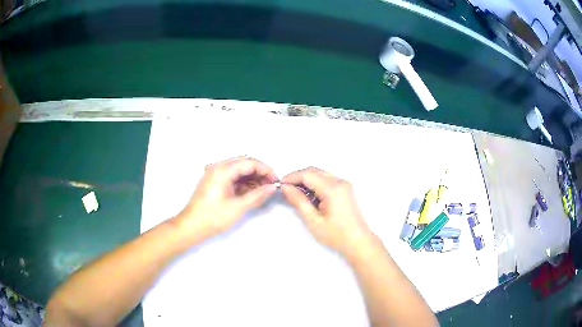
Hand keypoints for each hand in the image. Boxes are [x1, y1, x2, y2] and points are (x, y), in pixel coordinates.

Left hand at [176, 157, 277, 240]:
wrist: (191, 226)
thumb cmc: (213, 217)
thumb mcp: (238, 207)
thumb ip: (257, 195)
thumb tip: (272, 187)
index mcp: (223, 170)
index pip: (250, 162)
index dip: (266, 170)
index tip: (275, 181)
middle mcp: (218, 167)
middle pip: (244, 163)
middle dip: (259, 172)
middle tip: (270, 185)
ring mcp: (214, 173)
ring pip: (238, 169)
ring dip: (251, 177)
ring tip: (262, 190)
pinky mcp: (213, 180)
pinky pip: (232, 176)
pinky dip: (242, 182)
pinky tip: (250, 192)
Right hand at [281, 167, 374, 257]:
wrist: (359, 242)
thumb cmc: (336, 235)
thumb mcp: (313, 220)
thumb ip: (299, 201)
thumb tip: (286, 187)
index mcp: (332, 188)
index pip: (307, 174)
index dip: (291, 177)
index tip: (280, 185)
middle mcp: (340, 181)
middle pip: (314, 171)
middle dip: (298, 177)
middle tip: (286, 189)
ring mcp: (344, 184)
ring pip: (320, 174)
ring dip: (306, 180)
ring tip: (295, 194)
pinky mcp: (345, 189)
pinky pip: (327, 180)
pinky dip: (315, 184)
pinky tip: (309, 196)